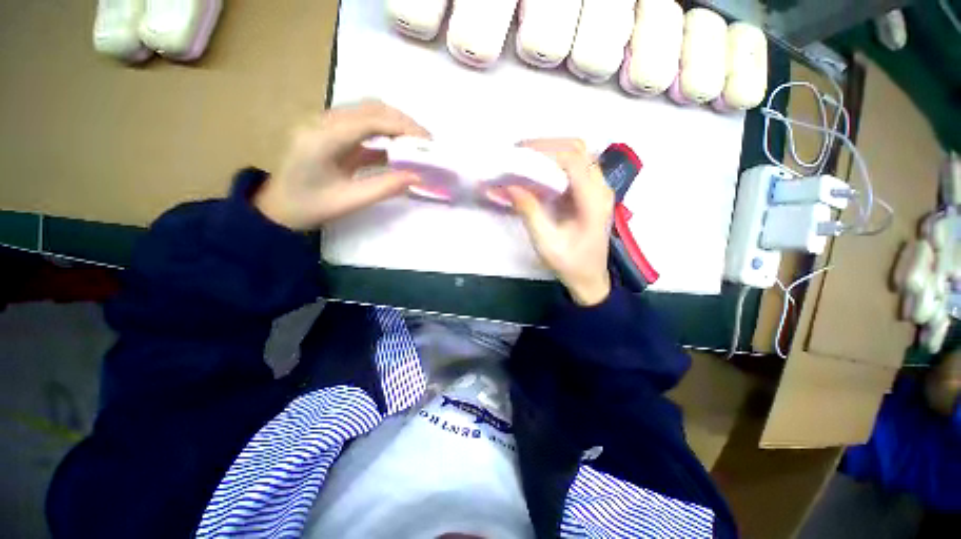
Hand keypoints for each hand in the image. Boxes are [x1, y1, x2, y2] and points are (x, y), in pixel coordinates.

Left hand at [254, 100, 429, 229]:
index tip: (427, 141)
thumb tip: (418, 177)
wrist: (277, 207)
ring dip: (395, 124)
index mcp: (322, 139)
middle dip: (402, 122)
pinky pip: (362, 125)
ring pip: (367, 112)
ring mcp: (325, 125)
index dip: (402, 127)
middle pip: (370, 108)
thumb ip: (385, 187)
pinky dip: (384, 132)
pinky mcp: (331, 132)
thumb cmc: (310, 208)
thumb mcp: (350, 201)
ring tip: (417, 142)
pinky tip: (398, 147)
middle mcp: (322, 122)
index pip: (370, 121)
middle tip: (426, 142)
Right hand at [508, 139, 614, 305]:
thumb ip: (529, 211)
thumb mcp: (546, 242)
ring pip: (578, 154)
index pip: (572, 159)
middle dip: (546, 146)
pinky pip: (574, 166)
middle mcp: (601, 188)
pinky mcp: (591, 192)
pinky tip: (537, 170)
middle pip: (578, 149)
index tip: (518, 153)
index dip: (545, 150)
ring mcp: (598, 188)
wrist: (590, 278)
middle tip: (518, 153)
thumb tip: (508, 185)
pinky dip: (554, 162)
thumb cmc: (570, 264)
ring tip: (525, 159)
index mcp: (593, 200)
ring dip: (551, 152)